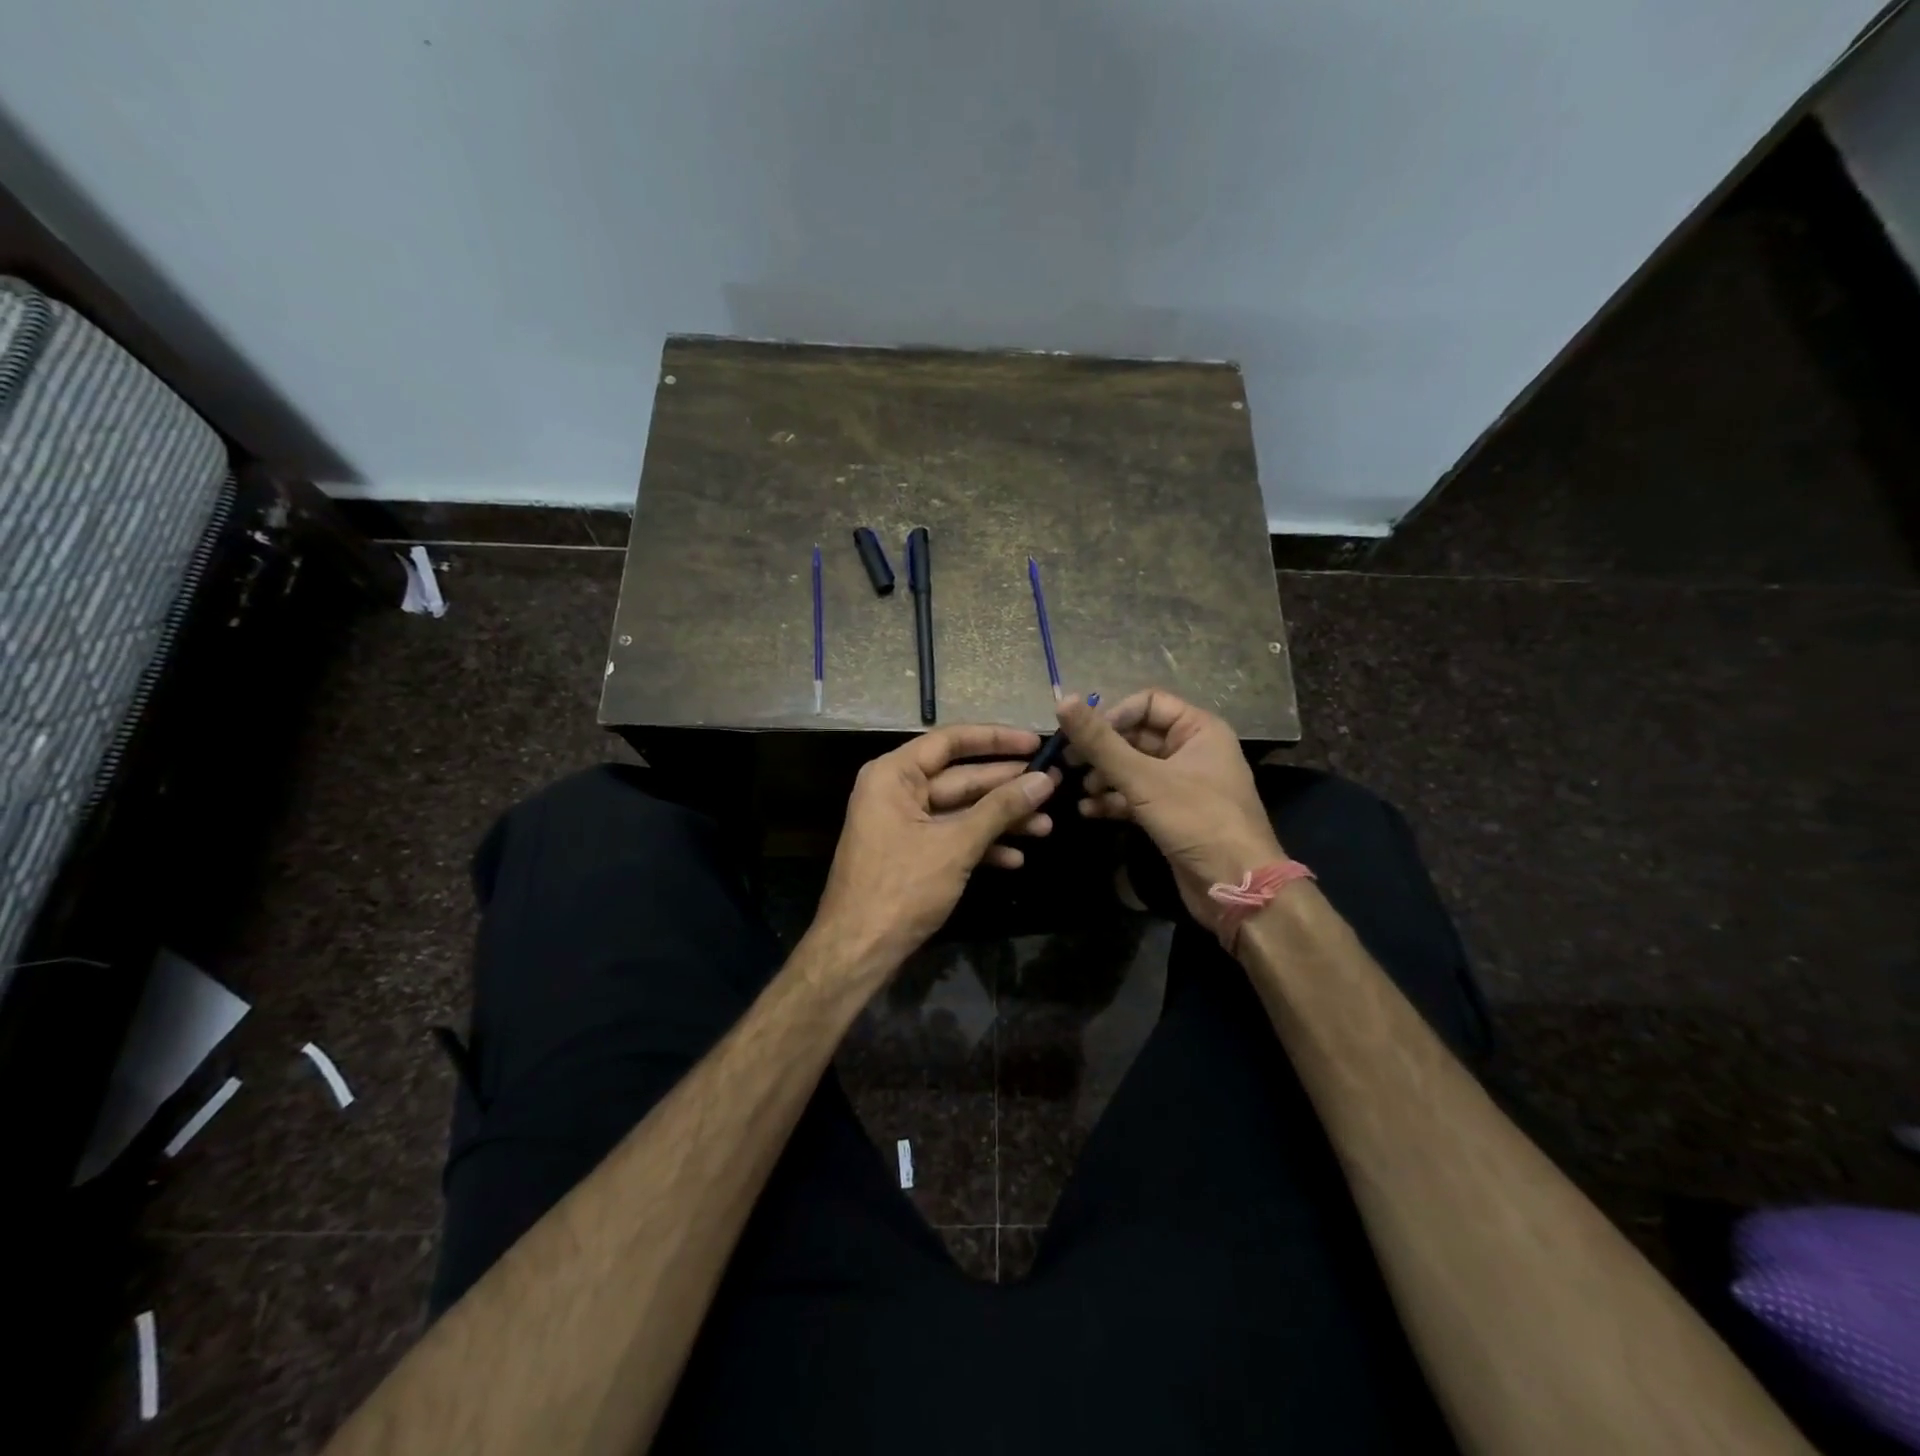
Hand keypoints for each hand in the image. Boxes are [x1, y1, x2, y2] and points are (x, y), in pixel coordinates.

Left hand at [815, 725, 1058, 972]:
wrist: (859, 951)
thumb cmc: (902, 888)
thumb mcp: (956, 845)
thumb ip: (1001, 809)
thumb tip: (1044, 780)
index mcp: (893, 775)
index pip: (950, 741)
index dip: (995, 740)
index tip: (1035, 743)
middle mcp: (896, 792)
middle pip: (960, 777)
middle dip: (1006, 786)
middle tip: (1053, 784)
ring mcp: (903, 824)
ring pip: (961, 811)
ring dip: (1001, 820)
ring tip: (1046, 825)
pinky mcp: (912, 854)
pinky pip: (952, 838)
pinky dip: (982, 845)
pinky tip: (1016, 858)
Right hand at [1058, 689, 1283, 933]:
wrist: (1235, 886)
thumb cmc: (1196, 820)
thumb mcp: (1143, 779)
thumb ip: (1100, 742)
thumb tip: (1062, 701)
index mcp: (1198, 729)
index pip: (1147, 703)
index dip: (1113, 716)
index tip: (1084, 739)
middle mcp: (1192, 750)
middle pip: (1137, 736)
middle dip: (1103, 751)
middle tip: (1068, 764)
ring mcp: (1183, 784)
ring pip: (1134, 768)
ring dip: (1104, 777)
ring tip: (1082, 791)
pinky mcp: (1173, 814)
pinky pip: (1137, 796)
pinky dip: (1114, 801)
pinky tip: (1089, 811)